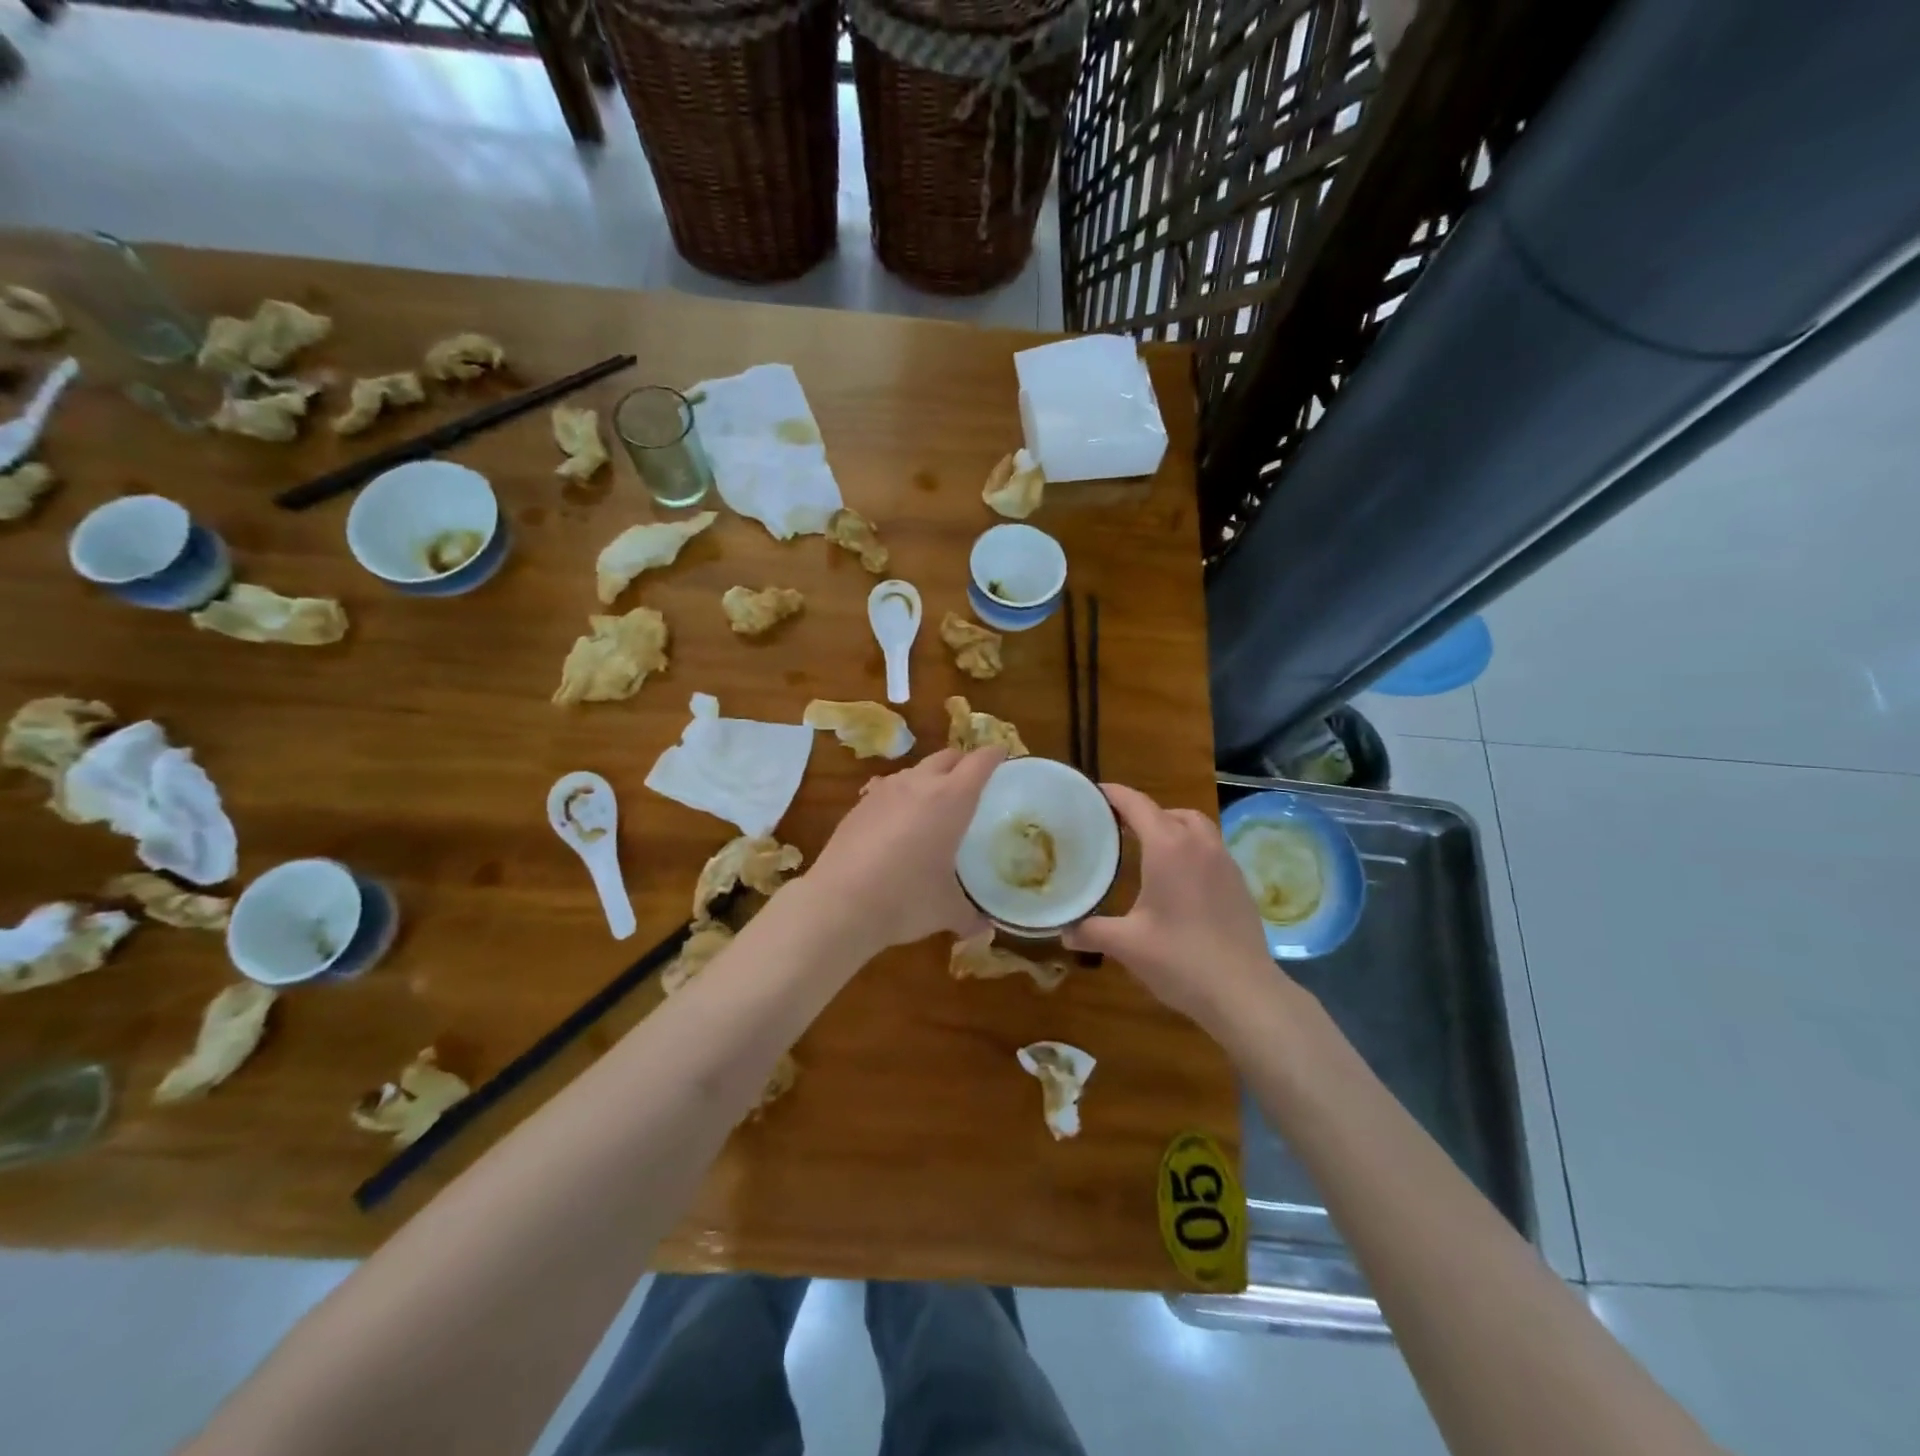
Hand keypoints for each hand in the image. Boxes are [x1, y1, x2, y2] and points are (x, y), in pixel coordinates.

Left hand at [804, 746, 1004, 954]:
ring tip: (934, 804)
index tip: (1003, 756)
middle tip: (973, 782)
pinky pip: (888, 789)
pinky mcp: (859, 805)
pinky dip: (901, 797)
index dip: (994, 755)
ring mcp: (884, 791)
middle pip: (947, 756)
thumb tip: (984, 930)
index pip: (979, 762)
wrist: (839, 903)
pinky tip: (898, 824)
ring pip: (915, 770)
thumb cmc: (905, 899)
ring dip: (930, 778)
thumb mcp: (946, 911)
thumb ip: (970, 916)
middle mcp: (919, 784)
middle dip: (963, 763)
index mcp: (951, 799)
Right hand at [1064, 783, 1283, 1032]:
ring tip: (1148, 850)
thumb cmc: (1180, 959)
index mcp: (1168, 847)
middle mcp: (1199, 844)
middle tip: (1117, 829)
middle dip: (1143, 813)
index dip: (1113, 795)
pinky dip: (1190, 849)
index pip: (1137, 804)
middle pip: (1170, 812)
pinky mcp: (1239, 883)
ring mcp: (1224, 862)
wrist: (1244, 993)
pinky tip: (1178, 880)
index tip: (1092, 794)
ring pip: (1196, 827)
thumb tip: (1062, 931)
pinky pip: (1210, 849)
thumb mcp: (1127, 945)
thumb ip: (1091, 931)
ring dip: (1172, 828)